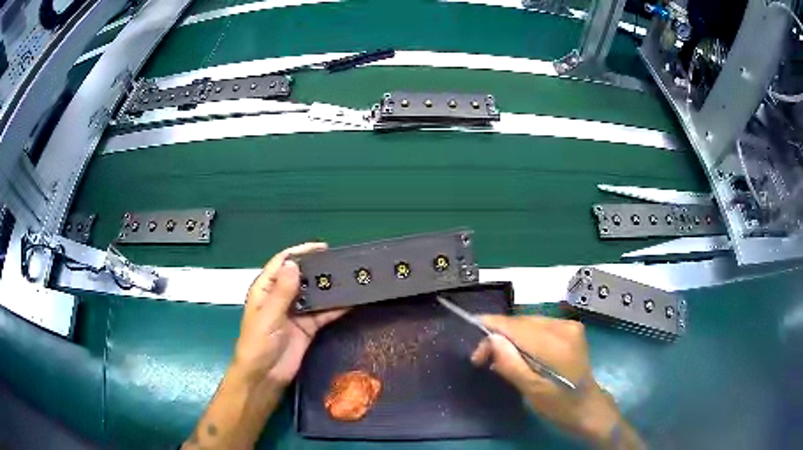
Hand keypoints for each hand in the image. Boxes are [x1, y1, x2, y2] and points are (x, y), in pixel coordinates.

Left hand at [184, 243, 348, 449]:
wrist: (265, 376)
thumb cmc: (258, 343)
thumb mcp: (268, 316)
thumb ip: (282, 292)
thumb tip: (294, 264)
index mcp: (265, 289)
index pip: (282, 263)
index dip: (300, 252)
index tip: (322, 247)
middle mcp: (281, 297)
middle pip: (301, 277)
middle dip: (318, 269)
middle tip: (342, 262)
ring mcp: (296, 313)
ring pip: (314, 295)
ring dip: (329, 287)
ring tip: (350, 277)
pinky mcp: (308, 328)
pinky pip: (323, 313)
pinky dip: (336, 308)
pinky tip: (351, 301)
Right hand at [471, 316, 633, 446]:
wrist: (588, 407)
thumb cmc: (558, 405)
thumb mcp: (531, 390)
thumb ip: (511, 364)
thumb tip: (491, 339)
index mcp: (555, 344)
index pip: (516, 326)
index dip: (491, 328)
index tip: (474, 343)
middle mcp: (564, 327)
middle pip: (521, 322)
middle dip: (499, 335)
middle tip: (482, 358)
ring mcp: (569, 326)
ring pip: (529, 322)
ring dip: (511, 336)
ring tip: (498, 356)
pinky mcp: (571, 329)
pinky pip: (539, 326)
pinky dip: (524, 337)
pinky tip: (518, 352)